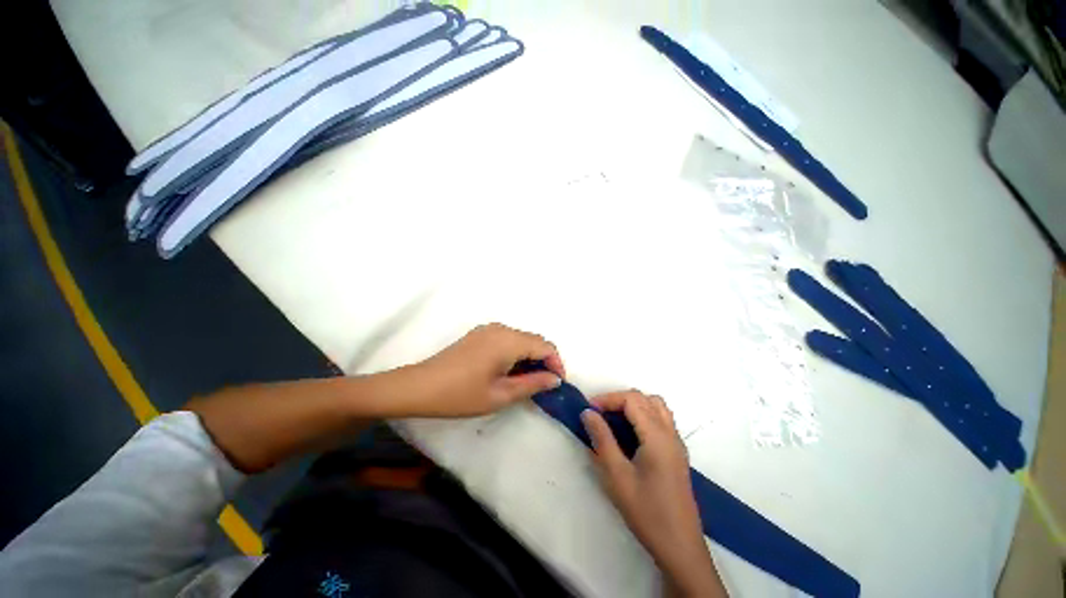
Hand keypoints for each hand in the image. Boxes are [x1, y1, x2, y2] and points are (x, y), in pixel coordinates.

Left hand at [405, 323, 564, 416]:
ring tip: (527, 382)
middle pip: (534, 341)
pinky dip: (515, 354)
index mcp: (509, 340)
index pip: (545, 346)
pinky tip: (509, 372)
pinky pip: (507, 340)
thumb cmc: (461, 394)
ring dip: (530, 358)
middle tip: (543, 386)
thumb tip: (555, 379)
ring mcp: (489, 330)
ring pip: (521, 340)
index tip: (557, 384)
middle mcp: (501, 329)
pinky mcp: (480, 335)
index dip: (556, 363)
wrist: (419, 387)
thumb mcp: (501, 395)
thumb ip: (532, 384)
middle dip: (544, 361)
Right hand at [582, 391, 725, 596]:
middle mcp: (670, 433)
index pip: (632, 399)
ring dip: (634, 405)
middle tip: (599, 414)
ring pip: (656, 406)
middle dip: (619, 399)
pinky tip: (630, 435)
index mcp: (657, 436)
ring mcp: (676, 443)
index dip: (608, 398)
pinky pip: (661, 420)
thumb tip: (588, 413)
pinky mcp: (677, 453)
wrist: (680, 547)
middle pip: (645, 398)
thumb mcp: (617, 476)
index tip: (589, 409)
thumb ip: (602, 439)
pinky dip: (643, 416)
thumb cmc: (646, 511)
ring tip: (614, 420)